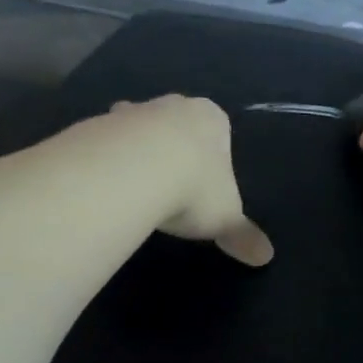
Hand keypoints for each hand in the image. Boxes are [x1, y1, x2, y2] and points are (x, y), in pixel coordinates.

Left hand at [108, 97, 274, 265]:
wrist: (131, 171)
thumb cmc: (193, 187)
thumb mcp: (225, 218)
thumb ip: (243, 235)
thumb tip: (266, 257)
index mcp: (211, 119)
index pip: (217, 130)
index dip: (212, 157)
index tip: (204, 184)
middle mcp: (173, 105)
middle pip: (175, 124)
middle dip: (172, 148)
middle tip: (170, 184)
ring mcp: (131, 112)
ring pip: (136, 128)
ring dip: (135, 151)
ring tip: (134, 188)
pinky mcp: (96, 125)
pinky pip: (104, 143)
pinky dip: (106, 161)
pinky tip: (106, 188)